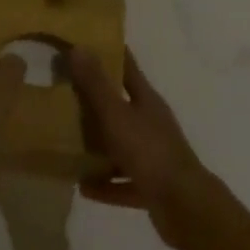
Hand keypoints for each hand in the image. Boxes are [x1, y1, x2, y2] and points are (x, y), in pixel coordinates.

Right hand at [66, 48, 219, 249]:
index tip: (83, 43)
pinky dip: (105, 185)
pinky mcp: (151, 186)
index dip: (108, 53)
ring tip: (68, 143)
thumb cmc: (149, 152)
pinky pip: (122, 182)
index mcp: (146, 101)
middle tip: (64, 93)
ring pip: (121, 145)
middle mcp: (151, 123)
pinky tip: (82, 186)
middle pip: (121, 106)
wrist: (184, 206)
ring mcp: (153, 156)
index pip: (126, 67)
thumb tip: (79, 48)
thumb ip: (96, 85)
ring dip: (98, 146)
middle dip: (95, 101)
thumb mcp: (117, 115)